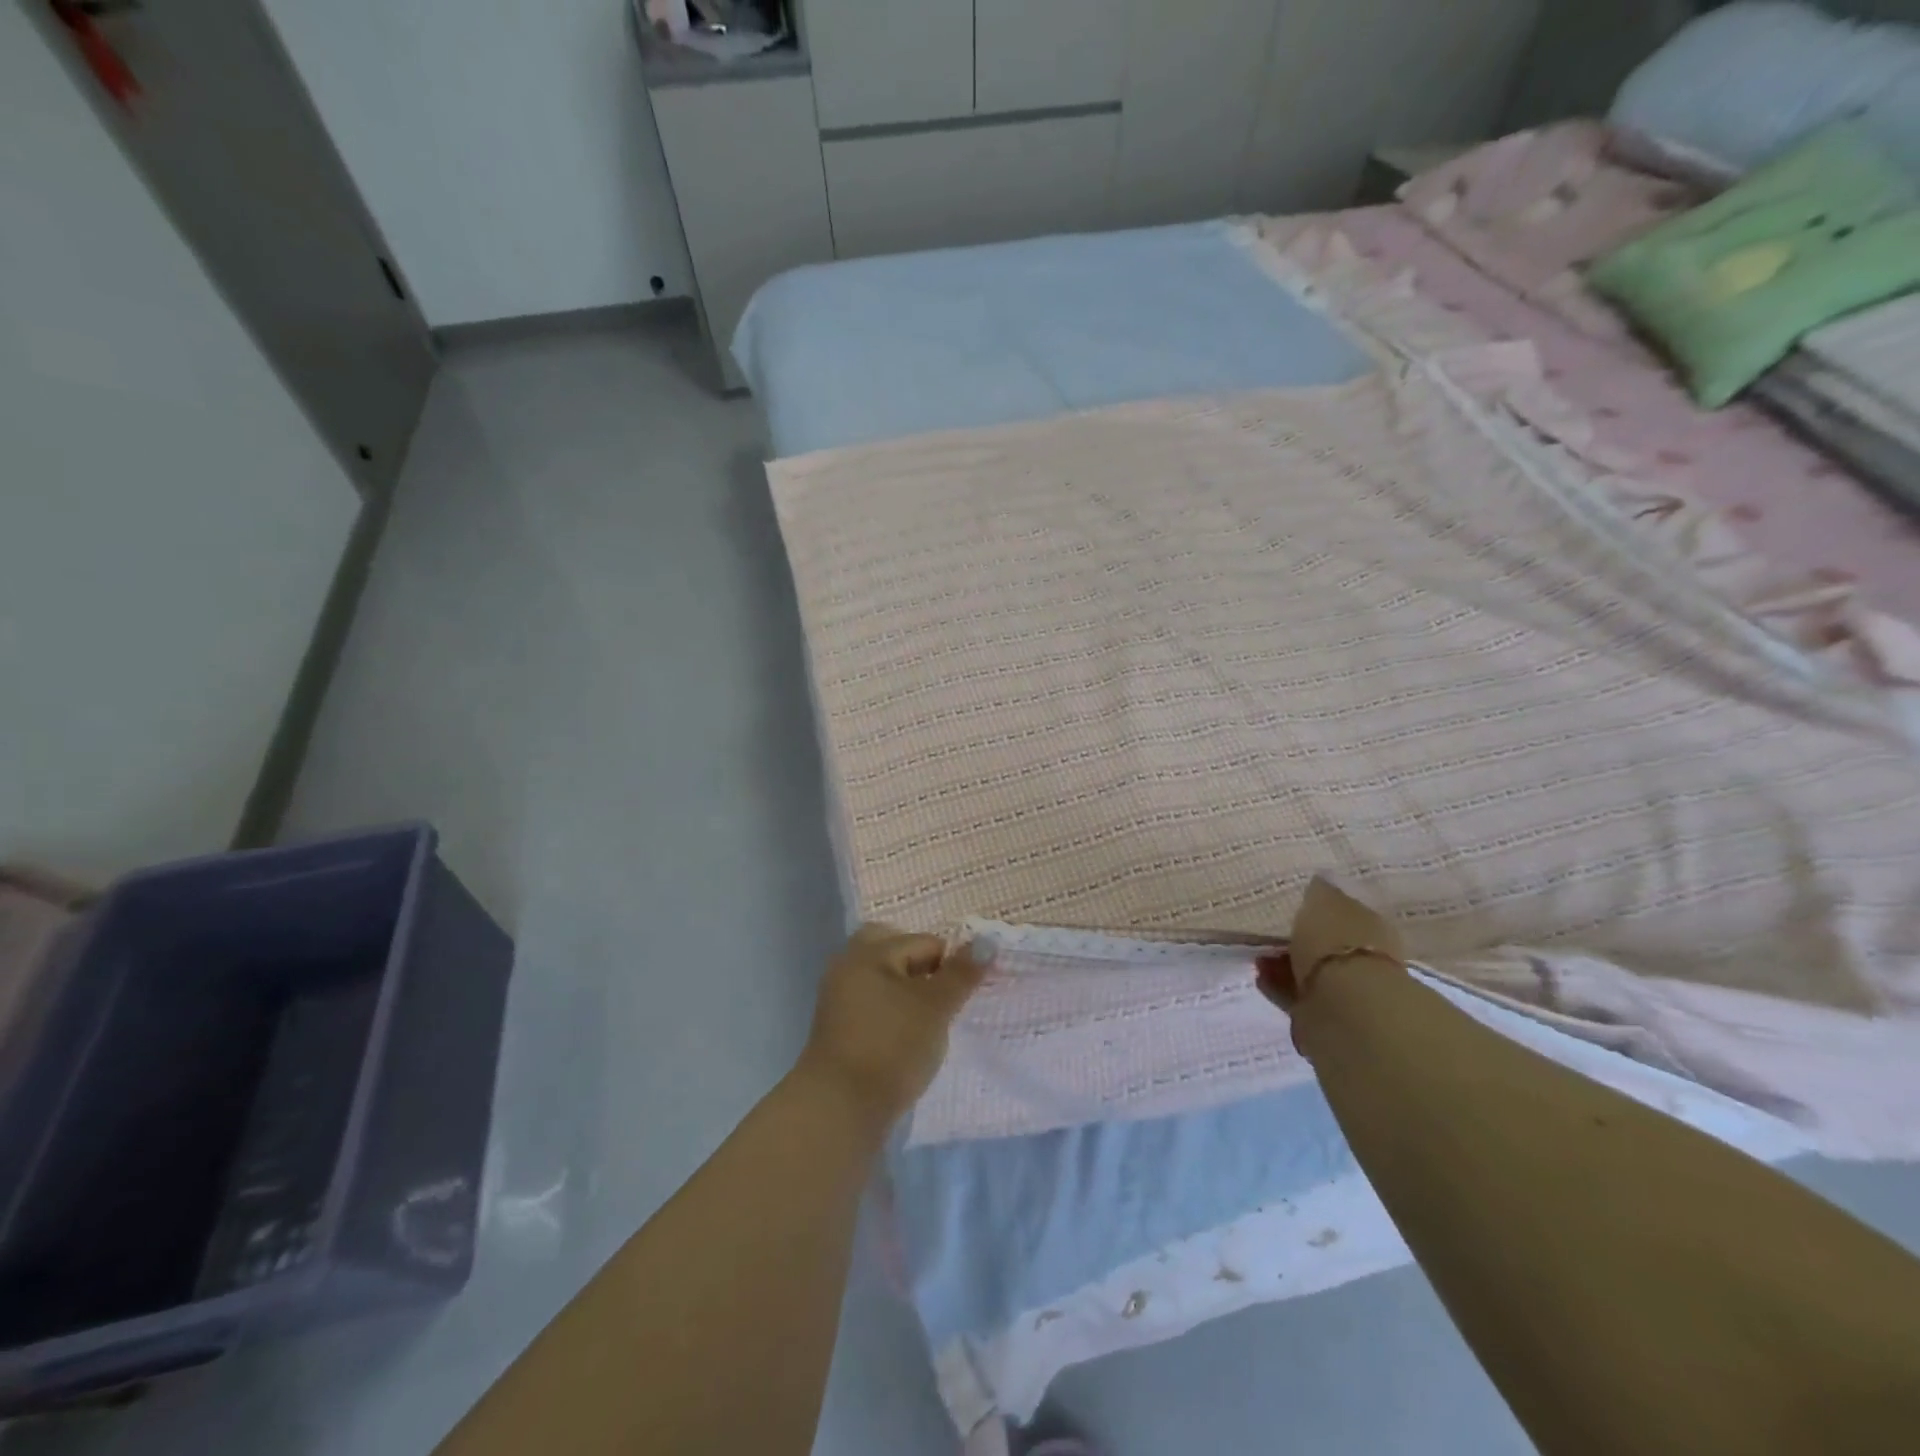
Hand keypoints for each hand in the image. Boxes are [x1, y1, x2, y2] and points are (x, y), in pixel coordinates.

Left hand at [796, 923, 988, 1127]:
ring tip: (928, 1020)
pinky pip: (872, 1002)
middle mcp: (848, 965)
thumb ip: (961, 973)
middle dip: (921, 966)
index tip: (960, 997)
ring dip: (907, 989)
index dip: (950, 965)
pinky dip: (891, 1010)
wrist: (840, 1109)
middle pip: (892, 949)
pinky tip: (907, 1036)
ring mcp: (838, 997)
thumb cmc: (892, 1047)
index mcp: (869, 952)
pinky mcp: (838, 1027)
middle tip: (941, 996)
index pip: (924, 942)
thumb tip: (988, 940)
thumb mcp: (935, 1008)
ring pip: (882, 977)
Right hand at [1256, 874, 1404, 1013]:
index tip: (1297, 903)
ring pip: (1311, 969)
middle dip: (1301, 938)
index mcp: (1373, 925)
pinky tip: (1261, 976)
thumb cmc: (1337, 943)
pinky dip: (1279, 984)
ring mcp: (1348, 989)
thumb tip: (1322, 880)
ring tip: (1260, 956)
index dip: (1322, 907)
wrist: (1345, 1007)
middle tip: (1272, 932)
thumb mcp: (1325, 901)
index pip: (1347, 910)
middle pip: (1328, 943)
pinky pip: (1298, 993)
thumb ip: (1322, 890)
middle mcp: (1366, 957)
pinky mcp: (1326, 1016)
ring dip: (1286, 962)